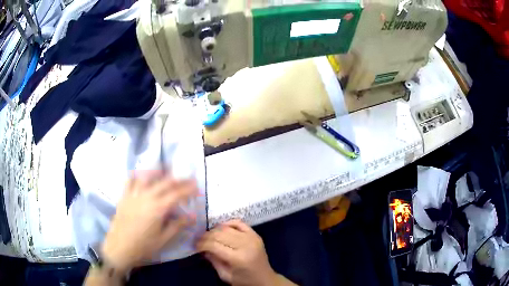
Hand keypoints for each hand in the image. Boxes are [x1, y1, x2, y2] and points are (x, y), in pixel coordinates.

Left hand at [102, 171, 197, 273]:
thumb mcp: (164, 239)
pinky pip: (130, 180)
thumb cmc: (144, 247)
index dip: (188, 189)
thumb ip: (178, 225)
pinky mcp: (124, 196)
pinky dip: (137, 175)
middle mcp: (147, 196)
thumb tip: (193, 216)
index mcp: (158, 208)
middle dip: (179, 179)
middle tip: (189, 178)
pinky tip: (141, 175)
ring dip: (159, 172)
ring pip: (147, 177)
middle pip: (165, 182)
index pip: (177, 194)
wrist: (119, 248)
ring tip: (167, 170)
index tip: (197, 187)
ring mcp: (134, 194)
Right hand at [196, 220, 283, 285]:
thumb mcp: (225, 276)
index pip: (214, 245)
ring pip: (227, 227)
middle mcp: (246, 245)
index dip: (201, 244)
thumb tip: (202, 248)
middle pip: (219, 234)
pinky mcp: (255, 234)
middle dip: (206, 236)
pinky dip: (228, 223)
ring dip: (214, 230)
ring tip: (208, 236)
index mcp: (238, 258)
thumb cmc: (244, 281)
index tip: (194, 245)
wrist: (265, 280)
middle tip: (199, 240)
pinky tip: (221, 229)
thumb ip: (213, 261)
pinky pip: (239, 223)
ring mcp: (252, 238)